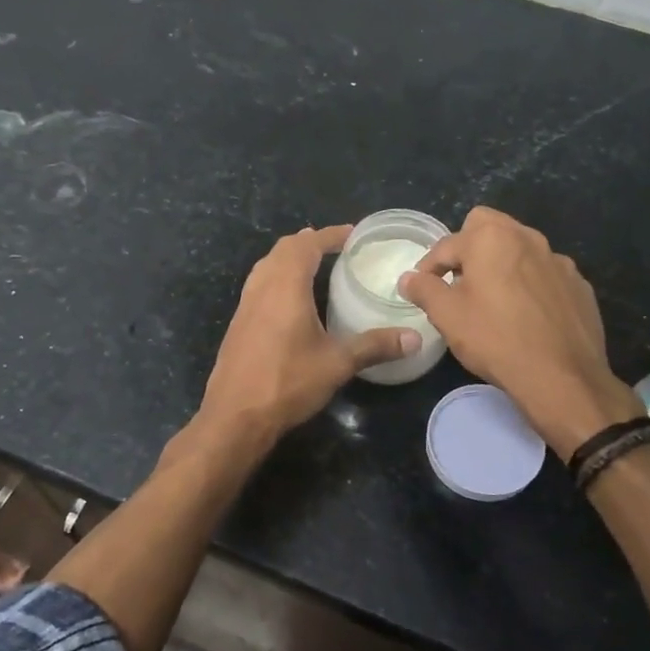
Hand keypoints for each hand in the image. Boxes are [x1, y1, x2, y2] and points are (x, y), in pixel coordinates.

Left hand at [197, 225, 419, 446]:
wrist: (234, 416)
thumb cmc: (287, 383)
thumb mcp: (337, 364)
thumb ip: (375, 346)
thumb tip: (415, 338)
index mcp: (285, 287)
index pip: (306, 245)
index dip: (330, 235)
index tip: (353, 234)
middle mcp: (261, 288)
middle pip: (283, 250)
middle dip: (309, 242)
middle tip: (336, 247)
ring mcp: (245, 306)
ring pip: (267, 266)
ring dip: (290, 258)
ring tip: (315, 265)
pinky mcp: (239, 324)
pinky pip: (259, 285)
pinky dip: (278, 278)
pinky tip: (291, 301)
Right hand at [399, 207, 638, 455]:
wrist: (562, 377)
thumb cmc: (495, 339)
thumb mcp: (447, 316)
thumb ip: (424, 290)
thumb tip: (408, 278)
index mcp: (491, 238)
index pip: (447, 245)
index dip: (429, 266)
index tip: (423, 289)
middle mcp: (527, 238)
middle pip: (488, 227)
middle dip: (468, 247)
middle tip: (459, 282)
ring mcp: (558, 260)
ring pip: (520, 249)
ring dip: (501, 264)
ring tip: (493, 299)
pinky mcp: (578, 285)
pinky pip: (544, 274)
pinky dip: (530, 284)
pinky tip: (527, 315)